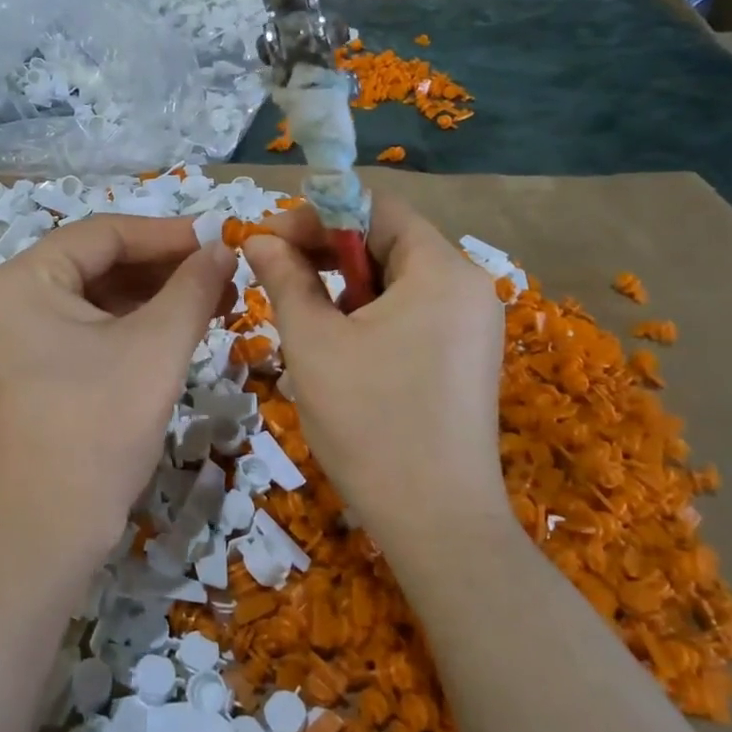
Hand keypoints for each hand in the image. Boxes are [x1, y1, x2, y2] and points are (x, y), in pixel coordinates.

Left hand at [0, 216, 236, 586]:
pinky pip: (85, 329)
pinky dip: (131, 326)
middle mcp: (7, 299)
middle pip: (97, 263)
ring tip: (214, 302)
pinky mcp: (29, 368)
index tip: (222, 238)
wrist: (46, 535)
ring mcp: (14, 336)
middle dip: (165, 268)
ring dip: (154, 297)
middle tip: (224, 275)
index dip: (168, 234)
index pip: (103, 234)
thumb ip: (193, 288)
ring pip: (95, 297)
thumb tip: (224, 247)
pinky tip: (178, 329)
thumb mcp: (155, 350)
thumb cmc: (97, 431)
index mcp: (20, 281)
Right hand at [241, 195, 509, 540]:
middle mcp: (467, 286)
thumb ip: (284, 277)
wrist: (437, 523)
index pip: (375, 208)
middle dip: (325, 251)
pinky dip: (369, 315)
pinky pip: (412, 313)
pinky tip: (340, 350)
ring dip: (343, 286)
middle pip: (387, 241)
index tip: (268, 241)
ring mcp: (473, 325)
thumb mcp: (313, 342)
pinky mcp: (466, 357)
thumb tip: (258, 237)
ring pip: (396, 280)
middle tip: (274, 275)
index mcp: (441, 269)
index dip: (315, 215)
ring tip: (303, 319)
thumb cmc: (369, 423)